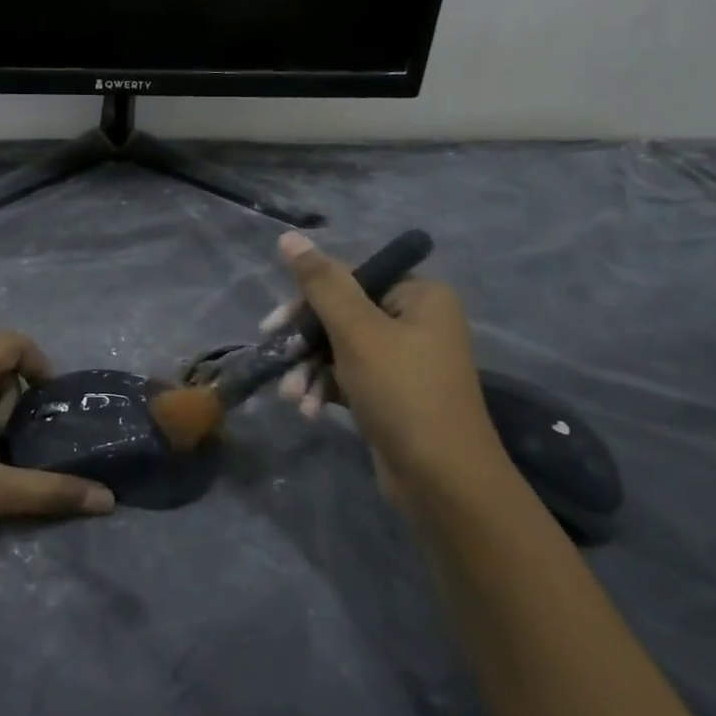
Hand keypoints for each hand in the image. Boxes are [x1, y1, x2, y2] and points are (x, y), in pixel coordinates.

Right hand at [265, 232, 506, 506]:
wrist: (442, 480)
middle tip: (275, 359)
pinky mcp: (391, 393)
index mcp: (419, 295)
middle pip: (340, 315)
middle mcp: (415, 321)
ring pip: (338, 350)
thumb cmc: (403, 393)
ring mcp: (404, 360)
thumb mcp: (357, 332)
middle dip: (305, 344)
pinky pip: (347, 377)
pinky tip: (308, 410)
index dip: (307, 301)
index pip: (349, 279)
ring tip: (292, 398)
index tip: (273, 327)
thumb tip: (290, 236)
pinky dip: (324, 389)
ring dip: (309, 371)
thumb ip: (322, 283)